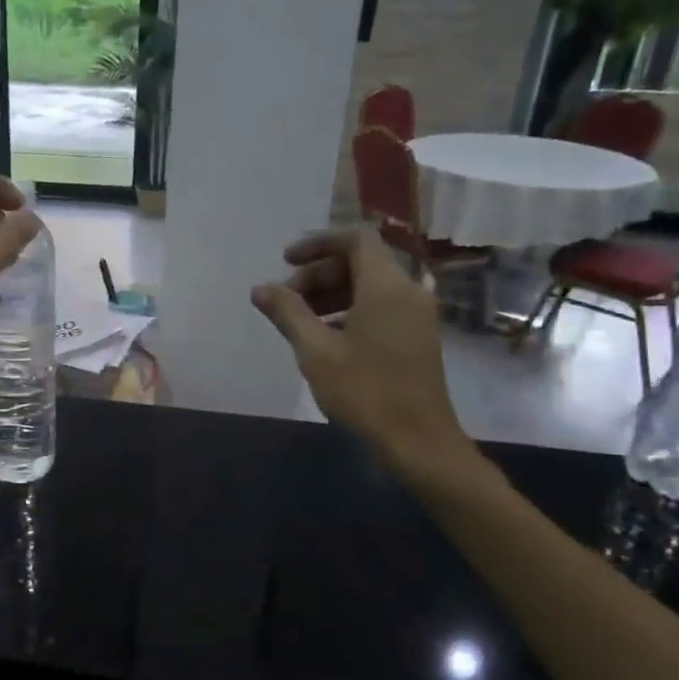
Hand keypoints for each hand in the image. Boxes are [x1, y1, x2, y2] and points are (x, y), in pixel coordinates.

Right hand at [250, 228, 474, 480]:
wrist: (418, 440)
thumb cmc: (365, 391)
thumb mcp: (316, 351)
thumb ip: (287, 313)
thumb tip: (260, 288)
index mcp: (386, 286)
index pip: (355, 239)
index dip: (318, 243)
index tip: (285, 262)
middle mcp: (407, 291)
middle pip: (360, 262)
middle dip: (319, 274)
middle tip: (287, 301)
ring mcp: (416, 315)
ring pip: (370, 286)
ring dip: (332, 293)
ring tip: (300, 322)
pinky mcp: (417, 336)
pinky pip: (381, 306)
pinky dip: (350, 310)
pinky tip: (326, 339)